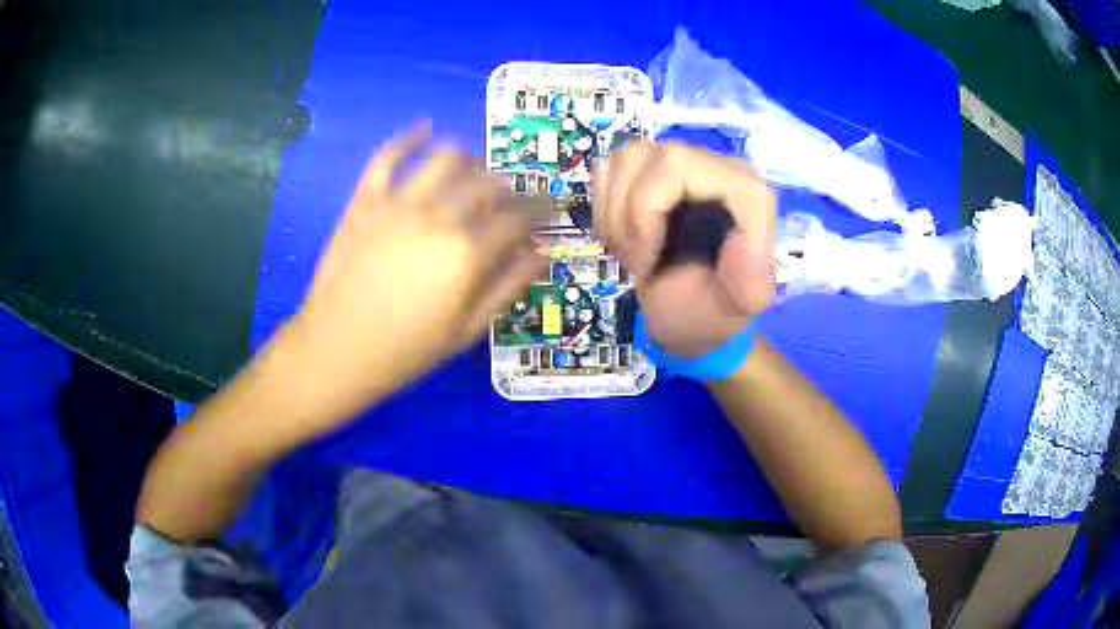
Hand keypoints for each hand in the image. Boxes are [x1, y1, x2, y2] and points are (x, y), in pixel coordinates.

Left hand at [277, 126, 545, 429]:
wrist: (335, 351)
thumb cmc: (405, 350)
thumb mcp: (466, 330)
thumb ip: (508, 287)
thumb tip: (544, 253)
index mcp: (466, 254)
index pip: (517, 218)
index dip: (540, 210)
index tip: (550, 206)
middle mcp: (438, 217)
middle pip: (487, 183)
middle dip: (508, 187)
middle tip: (510, 198)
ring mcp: (397, 204)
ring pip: (446, 158)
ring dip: (469, 159)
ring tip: (474, 170)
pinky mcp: (365, 201)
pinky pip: (387, 157)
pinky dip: (408, 138)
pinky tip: (424, 128)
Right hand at [593, 142, 775, 357]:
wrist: (689, 314)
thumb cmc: (713, 310)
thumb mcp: (740, 308)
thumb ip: (752, 284)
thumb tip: (737, 239)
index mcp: (746, 192)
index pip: (684, 167)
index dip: (648, 210)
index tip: (646, 264)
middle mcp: (717, 167)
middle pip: (657, 159)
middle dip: (633, 216)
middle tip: (636, 262)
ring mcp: (681, 164)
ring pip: (630, 157)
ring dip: (615, 214)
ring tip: (630, 253)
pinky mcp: (651, 171)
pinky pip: (611, 167)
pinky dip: (605, 207)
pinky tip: (621, 237)